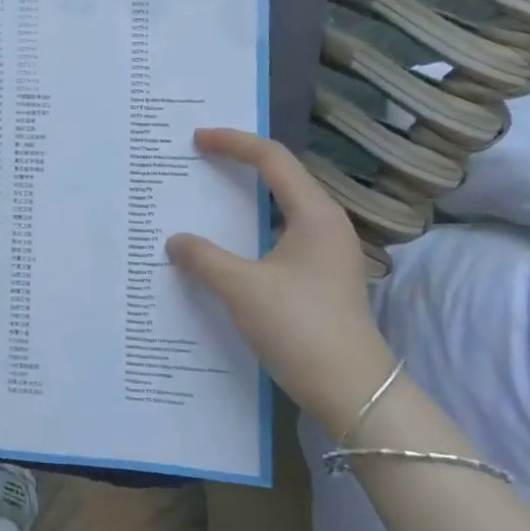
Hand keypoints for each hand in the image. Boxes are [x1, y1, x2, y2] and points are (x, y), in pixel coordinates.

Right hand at [167, 130, 393, 432]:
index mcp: (315, 214)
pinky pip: (278, 238)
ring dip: (242, 202)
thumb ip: (203, 257)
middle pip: (279, 179)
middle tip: (199, 162)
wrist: (353, 391)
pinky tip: (224, 249)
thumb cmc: (300, 327)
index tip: (196, 140)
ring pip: (278, 211)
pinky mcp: (320, 278)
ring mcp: (326, 253)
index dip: (233, 143)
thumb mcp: (241, 288)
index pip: (272, 159)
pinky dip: (249, 232)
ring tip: (205, 201)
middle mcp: (325, 225)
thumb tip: (176, 240)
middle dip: (238, 166)